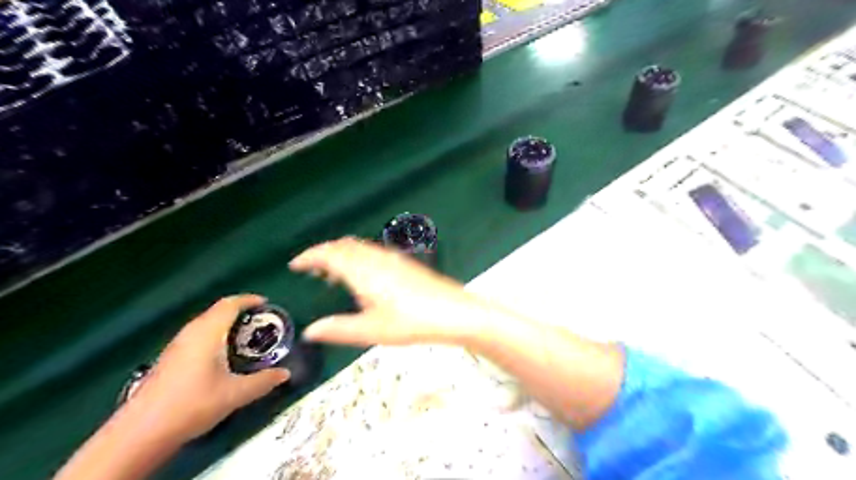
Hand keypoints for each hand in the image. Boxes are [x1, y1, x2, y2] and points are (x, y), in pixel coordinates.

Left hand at [127, 297, 290, 441]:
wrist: (141, 433)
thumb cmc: (193, 404)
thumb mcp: (236, 394)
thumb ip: (263, 381)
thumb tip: (285, 374)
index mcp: (208, 333)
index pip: (229, 304)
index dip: (249, 300)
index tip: (266, 304)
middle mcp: (190, 333)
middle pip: (217, 311)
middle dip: (240, 312)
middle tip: (261, 322)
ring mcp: (176, 346)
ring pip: (206, 324)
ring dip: (227, 325)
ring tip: (246, 337)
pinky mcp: (169, 359)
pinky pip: (197, 336)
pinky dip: (215, 336)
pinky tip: (222, 356)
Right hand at [289, 239, 488, 346]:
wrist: (454, 312)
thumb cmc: (412, 322)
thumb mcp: (372, 330)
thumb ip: (339, 329)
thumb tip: (310, 331)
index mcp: (363, 271)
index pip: (329, 254)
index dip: (309, 257)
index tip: (295, 264)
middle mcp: (376, 258)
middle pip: (343, 246)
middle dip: (323, 253)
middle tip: (310, 269)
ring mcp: (392, 258)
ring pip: (359, 247)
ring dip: (341, 255)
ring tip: (332, 274)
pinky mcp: (404, 263)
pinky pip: (372, 252)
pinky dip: (357, 257)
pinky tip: (363, 276)